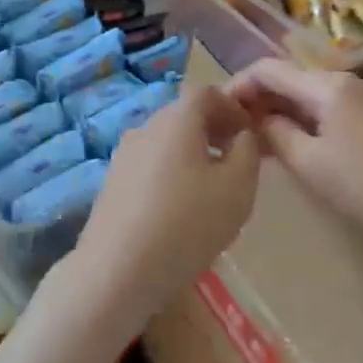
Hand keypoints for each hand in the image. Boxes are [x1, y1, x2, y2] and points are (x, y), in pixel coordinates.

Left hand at [61, 87, 260, 336]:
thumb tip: (243, 135)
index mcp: (176, 119)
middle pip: (183, 115)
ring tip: (212, 188)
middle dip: (213, 130)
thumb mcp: (238, 188)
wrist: (118, 269)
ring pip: (166, 141)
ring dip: (192, 153)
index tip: (250, 134)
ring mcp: (123, 155)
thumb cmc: (188, 223)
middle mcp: (145, 127)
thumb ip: (248, 151)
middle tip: (237, 160)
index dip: (232, 107)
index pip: (206, 93)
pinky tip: (180, 209)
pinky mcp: (112, 183)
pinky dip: (171, 172)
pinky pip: (150, 165)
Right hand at [224, 58, 362, 254]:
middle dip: (257, 100)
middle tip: (231, 131)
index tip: (216, 112)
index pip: (268, 69)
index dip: (237, 85)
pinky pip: (326, 109)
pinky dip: (302, 121)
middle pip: (289, 79)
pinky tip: (290, 146)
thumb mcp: (309, 163)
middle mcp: (346, 81)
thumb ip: (274, 133)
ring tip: (254, 142)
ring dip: (279, 112)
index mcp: (327, 85)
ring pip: (307, 95)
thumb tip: (254, 118)